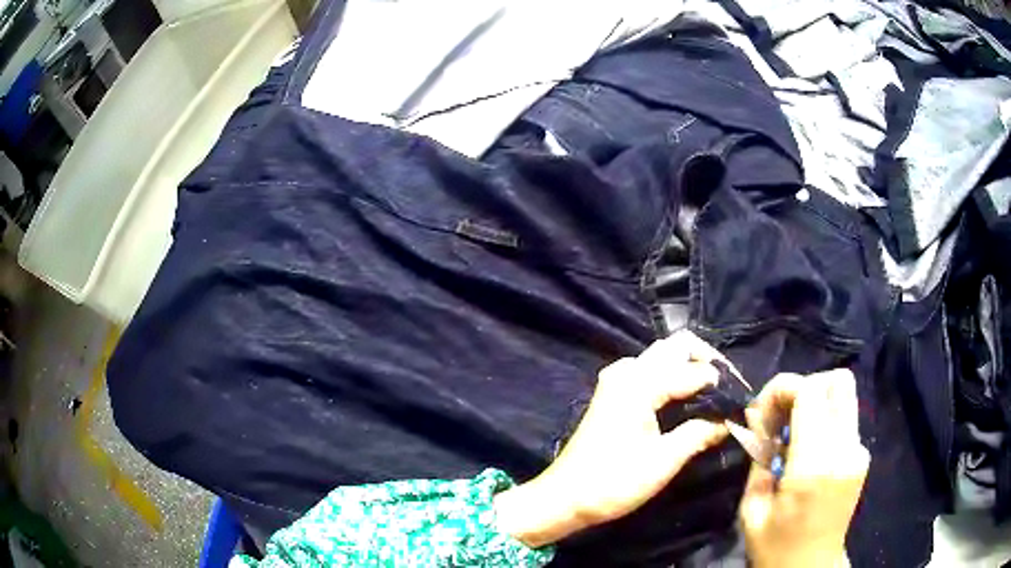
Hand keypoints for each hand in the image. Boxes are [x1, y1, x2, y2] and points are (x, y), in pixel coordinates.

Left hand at [494, 331, 729, 547]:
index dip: (721, 383)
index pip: (693, 369)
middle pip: (676, 347)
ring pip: (663, 357)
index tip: (742, 400)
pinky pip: (651, 371)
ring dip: (690, 367)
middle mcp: (627, 371)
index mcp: (639, 383)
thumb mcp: (664, 461)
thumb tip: (729, 419)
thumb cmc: (613, 482)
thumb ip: (700, 433)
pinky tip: (687, 400)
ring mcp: (617, 380)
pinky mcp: (613, 394)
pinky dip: (673, 377)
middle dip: (706, 361)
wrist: (565, 498)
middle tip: (728, 390)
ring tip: (714, 395)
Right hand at [739, 369, 869, 567]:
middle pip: (837, 381)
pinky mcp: (862, 455)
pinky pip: (844, 417)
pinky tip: (807, 450)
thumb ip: (759, 456)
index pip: (809, 391)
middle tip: (780, 416)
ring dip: (815, 402)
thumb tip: (759, 417)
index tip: (761, 412)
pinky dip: (824, 419)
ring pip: (843, 395)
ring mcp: (859, 450)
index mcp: (816, 465)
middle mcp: (846, 449)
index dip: (781, 388)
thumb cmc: (775, 546)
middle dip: (804, 387)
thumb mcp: (752, 507)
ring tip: (791, 433)